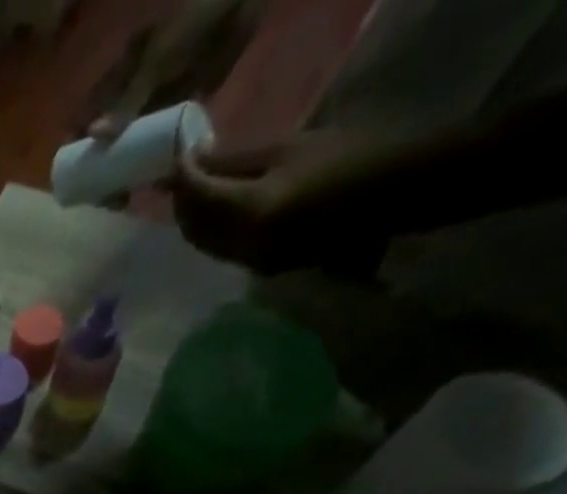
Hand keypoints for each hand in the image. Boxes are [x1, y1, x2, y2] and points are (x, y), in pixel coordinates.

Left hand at [171, 128, 395, 274]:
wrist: (388, 196)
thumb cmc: (345, 159)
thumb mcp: (287, 150)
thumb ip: (235, 162)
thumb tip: (197, 163)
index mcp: (249, 211)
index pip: (198, 196)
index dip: (183, 176)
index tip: (178, 159)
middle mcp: (241, 245)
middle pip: (193, 227)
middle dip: (182, 202)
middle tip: (182, 176)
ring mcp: (249, 262)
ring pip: (204, 244)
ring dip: (194, 220)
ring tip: (195, 192)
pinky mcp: (260, 270)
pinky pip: (222, 251)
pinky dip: (212, 232)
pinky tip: (216, 213)